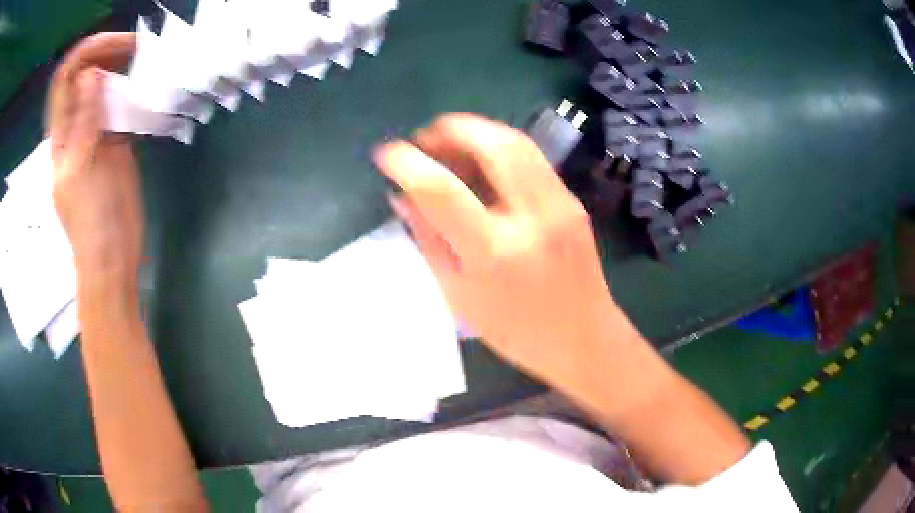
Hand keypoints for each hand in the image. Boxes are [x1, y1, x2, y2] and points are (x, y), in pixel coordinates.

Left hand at [48, 33, 142, 277]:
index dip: (86, 53)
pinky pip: (120, 104)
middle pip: (86, 74)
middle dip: (108, 52)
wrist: (113, 255)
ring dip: (122, 66)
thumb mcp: (81, 169)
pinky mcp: (116, 140)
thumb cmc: (92, 220)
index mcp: (62, 134)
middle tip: (137, 47)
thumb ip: (83, 122)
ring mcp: (97, 131)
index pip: (66, 78)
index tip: (114, 44)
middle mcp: (77, 125)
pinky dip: (132, 88)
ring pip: (105, 85)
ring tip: (145, 59)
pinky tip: (147, 84)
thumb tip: (89, 74)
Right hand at [374, 114, 630, 389]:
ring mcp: (559, 203)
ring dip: (475, 132)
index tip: (386, 154)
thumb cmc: (516, 331)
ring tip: (448, 147)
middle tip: (423, 140)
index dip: (407, 163)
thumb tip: (401, 196)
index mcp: (495, 251)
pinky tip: (480, 163)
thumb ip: (429, 239)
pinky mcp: (571, 200)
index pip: (441, 189)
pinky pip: (530, 157)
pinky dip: (497, 147)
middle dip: (449, 129)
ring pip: (515, 140)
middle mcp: (532, 216)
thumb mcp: (459, 294)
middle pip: (489, 143)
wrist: (584, 339)